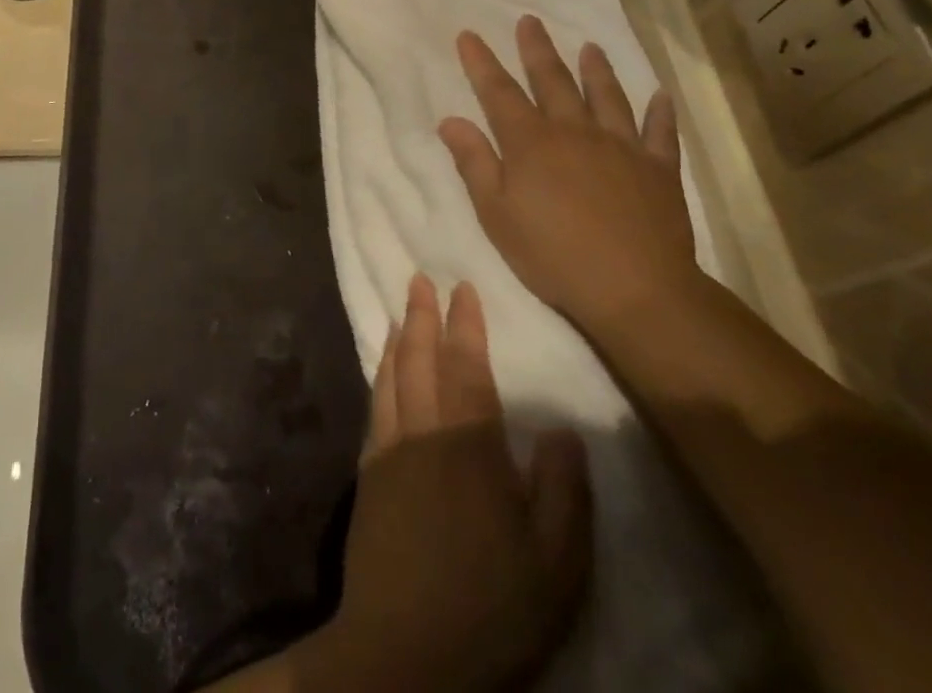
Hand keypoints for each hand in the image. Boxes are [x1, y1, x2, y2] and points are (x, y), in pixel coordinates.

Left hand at [313, 274, 592, 692]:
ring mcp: (388, 451)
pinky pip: (375, 405)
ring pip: (391, 376)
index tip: (463, 287)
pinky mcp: (368, 475)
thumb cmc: (491, 611)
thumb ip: (563, 492)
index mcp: (470, 447)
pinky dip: (380, 374)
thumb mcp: (556, 567)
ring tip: (400, 311)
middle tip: (419, 278)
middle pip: (420, 359)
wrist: (404, 653)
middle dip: (422, 314)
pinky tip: (383, 370)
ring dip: (398, 338)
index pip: (467, 368)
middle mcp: (423, 433)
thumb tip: (561, 428)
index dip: (465, 324)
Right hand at [438, 15, 702, 336]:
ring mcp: (621, 147)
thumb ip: (474, 163)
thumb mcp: (496, 214)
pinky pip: (660, 133)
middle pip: (553, 81)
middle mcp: (574, 132)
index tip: (468, 34)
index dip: (481, 62)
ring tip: (590, 46)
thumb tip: (451, 120)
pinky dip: (660, 113)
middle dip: (537, 50)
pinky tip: (660, 96)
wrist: (636, 290)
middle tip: (530, 21)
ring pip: (607, 96)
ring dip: (596, 69)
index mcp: (531, 142)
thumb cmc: (553, 255)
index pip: (498, 92)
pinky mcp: (658, 169)